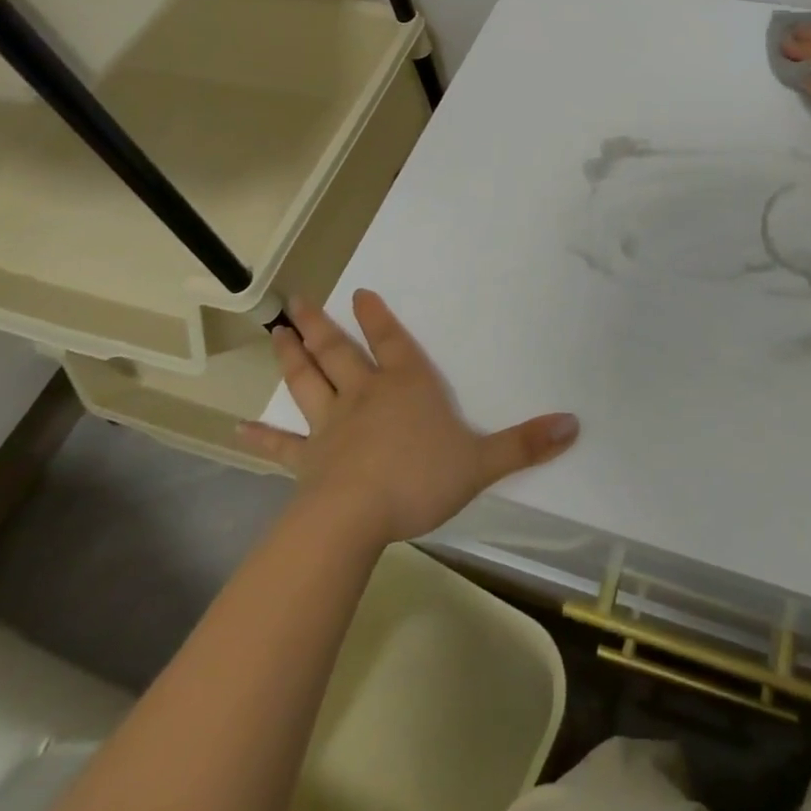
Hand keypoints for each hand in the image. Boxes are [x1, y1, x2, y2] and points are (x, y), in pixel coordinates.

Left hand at [237, 291, 578, 544]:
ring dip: (292, 356)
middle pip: (340, 352)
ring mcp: (331, 426)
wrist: (356, 518)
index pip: (393, 342)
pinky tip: (234, 427)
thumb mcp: (483, 462)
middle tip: (299, 300)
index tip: (360, 292)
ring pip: (308, 382)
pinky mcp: (307, 460)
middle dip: (322, 325)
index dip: (379, 317)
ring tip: (276, 331)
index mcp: (406, 387)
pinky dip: (259, 436)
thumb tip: (575, 423)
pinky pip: (280, 445)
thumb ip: (527, 444)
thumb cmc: (421, 479)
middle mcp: (365, 395)